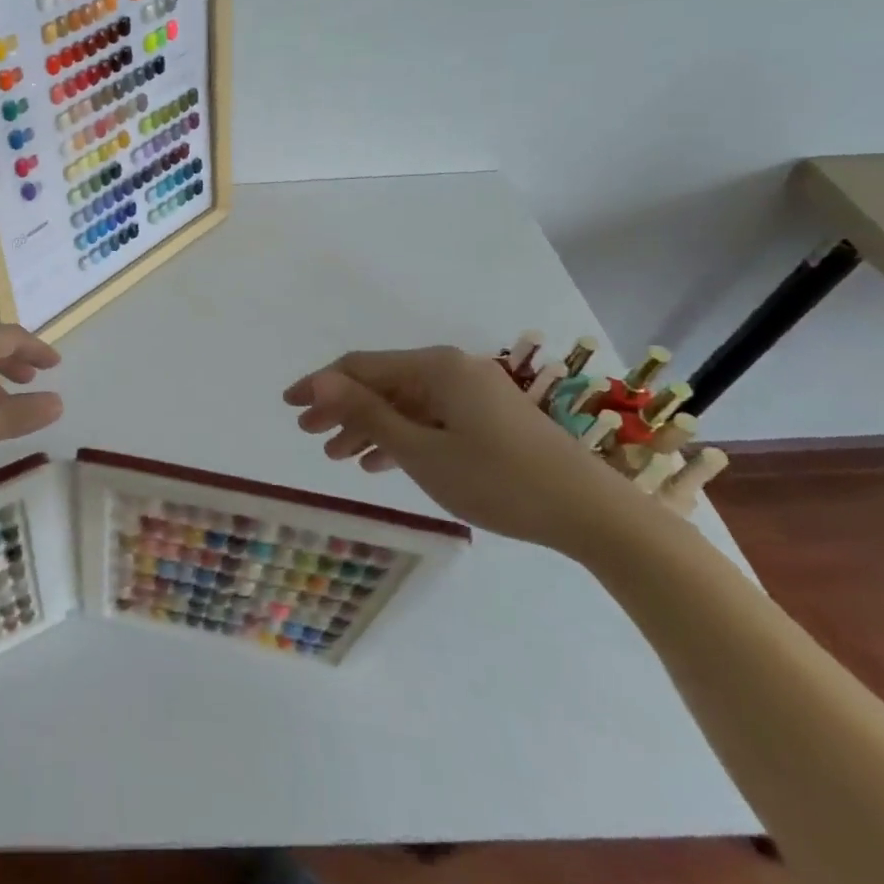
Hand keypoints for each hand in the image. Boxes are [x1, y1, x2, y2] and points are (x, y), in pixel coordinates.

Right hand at [282, 345, 641, 553]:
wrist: (594, 515)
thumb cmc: (498, 480)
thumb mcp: (420, 450)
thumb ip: (365, 413)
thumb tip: (317, 382)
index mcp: (435, 367)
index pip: (360, 367)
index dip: (319, 385)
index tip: (288, 406)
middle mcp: (453, 370)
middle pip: (382, 383)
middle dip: (341, 409)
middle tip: (309, 435)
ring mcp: (474, 393)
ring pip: (405, 404)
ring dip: (369, 427)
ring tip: (338, 456)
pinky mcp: (489, 418)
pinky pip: (430, 418)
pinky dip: (402, 436)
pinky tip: (380, 463)